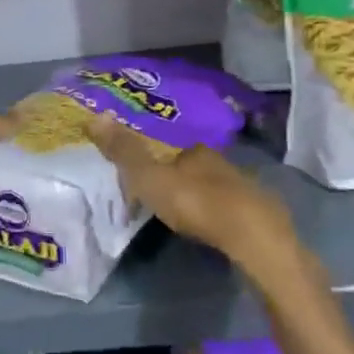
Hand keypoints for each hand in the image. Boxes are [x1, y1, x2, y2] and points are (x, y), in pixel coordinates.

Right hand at [87, 115, 295, 263]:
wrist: (254, 238)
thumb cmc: (196, 203)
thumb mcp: (149, 178)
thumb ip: (124, 151)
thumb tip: (95, 114)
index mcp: (194, 150)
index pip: (170, 145)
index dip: (154, 155)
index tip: (141, 170)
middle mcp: (220, 162)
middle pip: (191, 164)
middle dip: (176, 174)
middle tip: (157, 191)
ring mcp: (243, 188)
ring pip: (212, 185)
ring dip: (196, 194)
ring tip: (178, 210)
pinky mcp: (258, 214)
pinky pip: (229, 207)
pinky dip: (215, 212)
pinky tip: (208, 225)